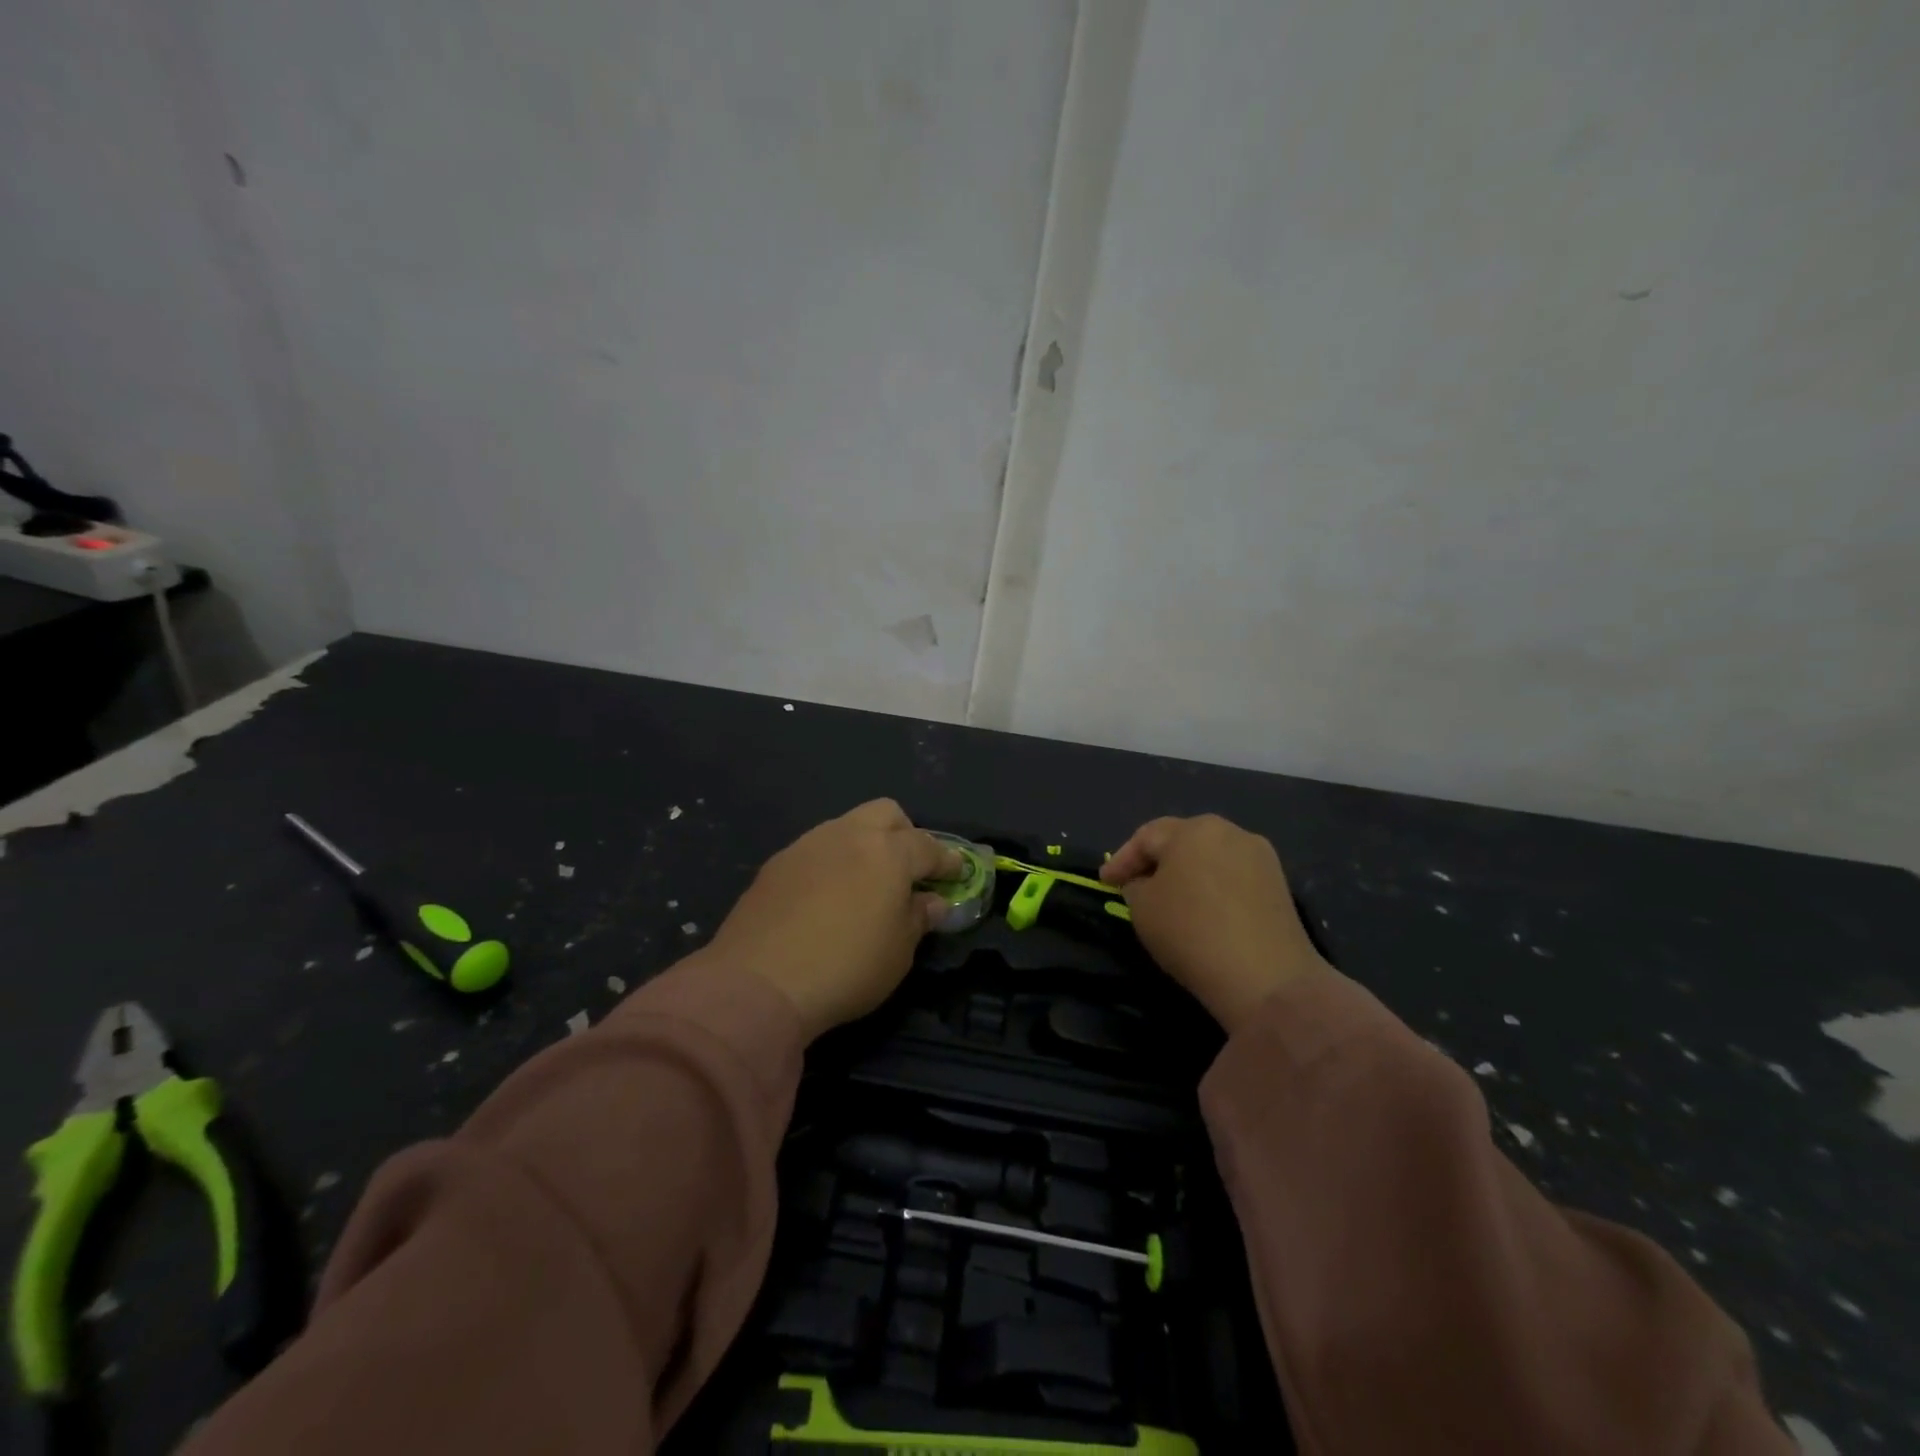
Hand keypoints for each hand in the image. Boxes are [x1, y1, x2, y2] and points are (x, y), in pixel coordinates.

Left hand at [700, 799, 960, 1040]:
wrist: (758, 983)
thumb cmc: (846, 967)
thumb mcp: (899, 952)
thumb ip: (919, 918)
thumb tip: (932, 902)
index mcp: (887, 852)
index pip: (928, 846)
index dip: (947, 860)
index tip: (957, 872)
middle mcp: (848, 835)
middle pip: (886, 813)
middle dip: (905, 834)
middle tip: (908, 871)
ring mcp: (807, 845)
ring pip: (846, 827)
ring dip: (864, 847)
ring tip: (864, 886)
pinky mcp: (775, 864)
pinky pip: (816, 851)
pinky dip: (831, 865)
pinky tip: (826, 899)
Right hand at [1100, 814, 1330, 1032]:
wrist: (1267, 979)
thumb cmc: (1192, 933)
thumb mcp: (1142, 908)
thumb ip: (1136, 886)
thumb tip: (1146, 883)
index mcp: (1192, 830)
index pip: (1146, 837)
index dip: (1121, 860)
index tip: (1104, 882)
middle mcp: (1229, 832)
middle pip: (1182, 841)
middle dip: (1156, 861)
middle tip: (1135, 883)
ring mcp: (1260, 857)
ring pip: (1210, 857)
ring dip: (1187, 873)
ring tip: (1169, 897)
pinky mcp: (1279, 885)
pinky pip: (1233, 877)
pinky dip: (1213, 887)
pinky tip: (1203, 909)